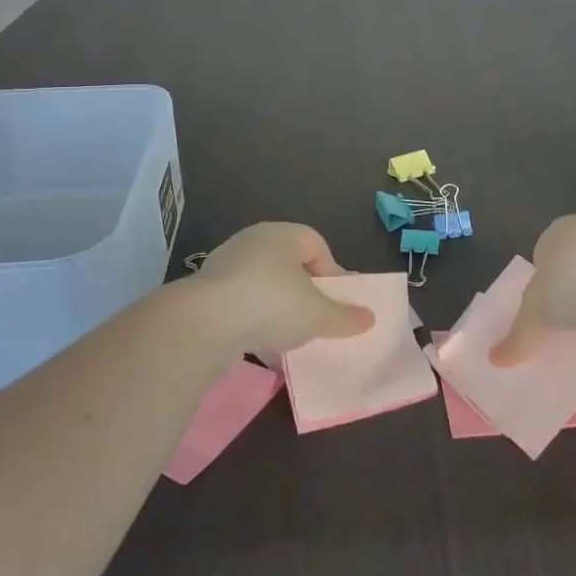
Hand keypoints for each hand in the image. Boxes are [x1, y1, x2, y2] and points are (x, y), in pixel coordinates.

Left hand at [197, 223, 374, 360]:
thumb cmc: (273, 304)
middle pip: (290, 264)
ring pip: (264, 283)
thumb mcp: (318, 315)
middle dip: (304, 291)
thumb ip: (345, 317)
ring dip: (277, 306)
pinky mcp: (206, 289)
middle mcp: (254, 240)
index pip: (317, 245)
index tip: (335, 303)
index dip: (331, 273)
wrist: (206, 323)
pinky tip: (258, 341)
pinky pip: (240, 301)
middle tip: (314, 318)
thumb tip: (369, 318)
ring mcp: (226, 263)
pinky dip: (252, 318)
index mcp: (283, 234)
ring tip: (287, 334)